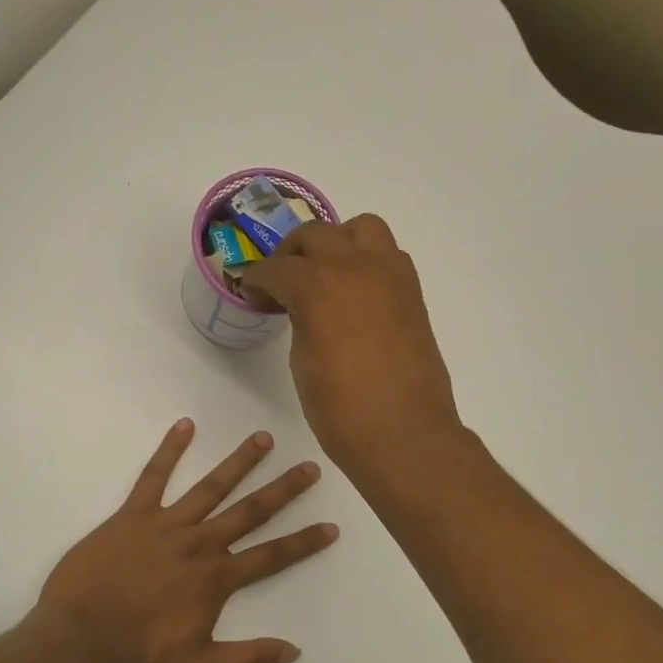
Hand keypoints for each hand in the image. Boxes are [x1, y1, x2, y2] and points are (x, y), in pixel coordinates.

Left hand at [29, 420, 337, 662]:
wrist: (76, 640)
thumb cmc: (135, 656)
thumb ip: (247, 658)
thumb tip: (294, 650)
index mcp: (215, 579)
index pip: (272, 556)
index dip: (304, 542)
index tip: (331, 526)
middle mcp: (198, 544)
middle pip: (250, 512)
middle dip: (283, 489)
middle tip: (310, 467)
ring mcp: (166, 525)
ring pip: (211, 487)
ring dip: (239, 462)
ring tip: (263, 438)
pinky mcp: (132, 515)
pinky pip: (153, 477)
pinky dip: (169, 450)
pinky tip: (185, 425)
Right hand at [240, 215, 462, 481]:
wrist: (404, 434)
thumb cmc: (342, 410)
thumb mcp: (303, 362)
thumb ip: (301, 320)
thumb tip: (305, 308)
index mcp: (317, 286)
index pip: (277, 267)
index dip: (257, 279)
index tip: (250, 291)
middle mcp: (355, 267)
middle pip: (315, 235)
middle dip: (291, 254)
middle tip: (281, 282)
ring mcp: (390, 275)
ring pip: (360, 228)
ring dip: (337, 243)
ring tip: (326, 274)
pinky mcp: (412, 292)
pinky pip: (387, 255)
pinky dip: (366, 261)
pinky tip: (355, 294)